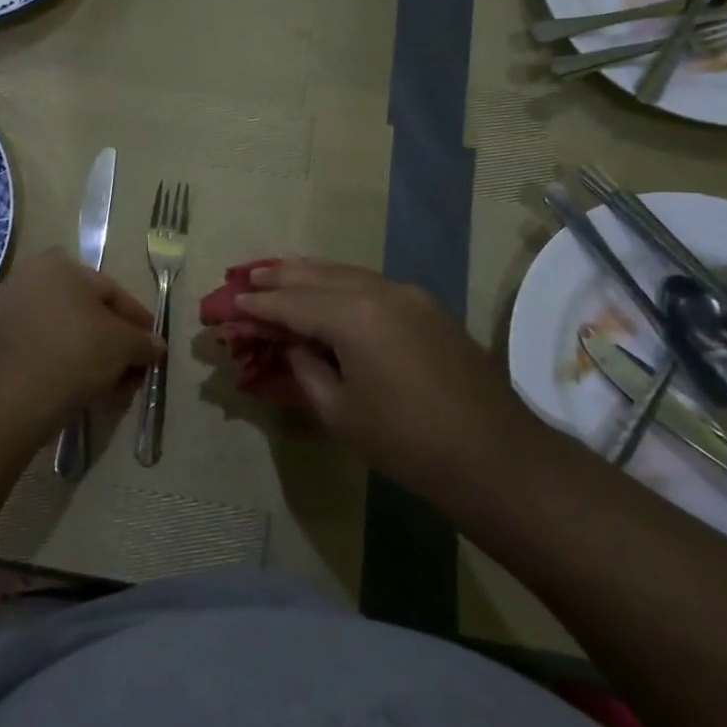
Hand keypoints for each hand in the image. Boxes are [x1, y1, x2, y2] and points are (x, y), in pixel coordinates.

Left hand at [0, 250, 165, 427]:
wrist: (14, 396)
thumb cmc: (76, 351)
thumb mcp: (124, 344)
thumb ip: (143, 341)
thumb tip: (155, 346)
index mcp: (58, 265)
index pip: (110, 291)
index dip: (137, 319)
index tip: (153, 344)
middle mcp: (28, 280)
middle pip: (86, 314)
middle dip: (115, 343)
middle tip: (135, 368)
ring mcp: (8, 313)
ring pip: (65, 335)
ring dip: (93, 358)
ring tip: (114, 387)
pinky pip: (43, 352)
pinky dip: (66, 367)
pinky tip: (87, 391)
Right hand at [238, 259, 513, 473]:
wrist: (494, 455)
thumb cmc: (406, 442)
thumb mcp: (340, 412)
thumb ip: (307, 368)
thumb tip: (294, 344)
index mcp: (354, 316)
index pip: (293, 303)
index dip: (259, 304)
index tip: (232, 302)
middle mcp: (380, 291)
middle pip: (319, 276)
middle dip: (281, 276)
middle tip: (249, 275)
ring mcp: (410, 295)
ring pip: (347, 273)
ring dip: (311, 274)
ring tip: (281, 271)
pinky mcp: (428, 307)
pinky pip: (372, 284)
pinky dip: (342, 283)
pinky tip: (328, 289)